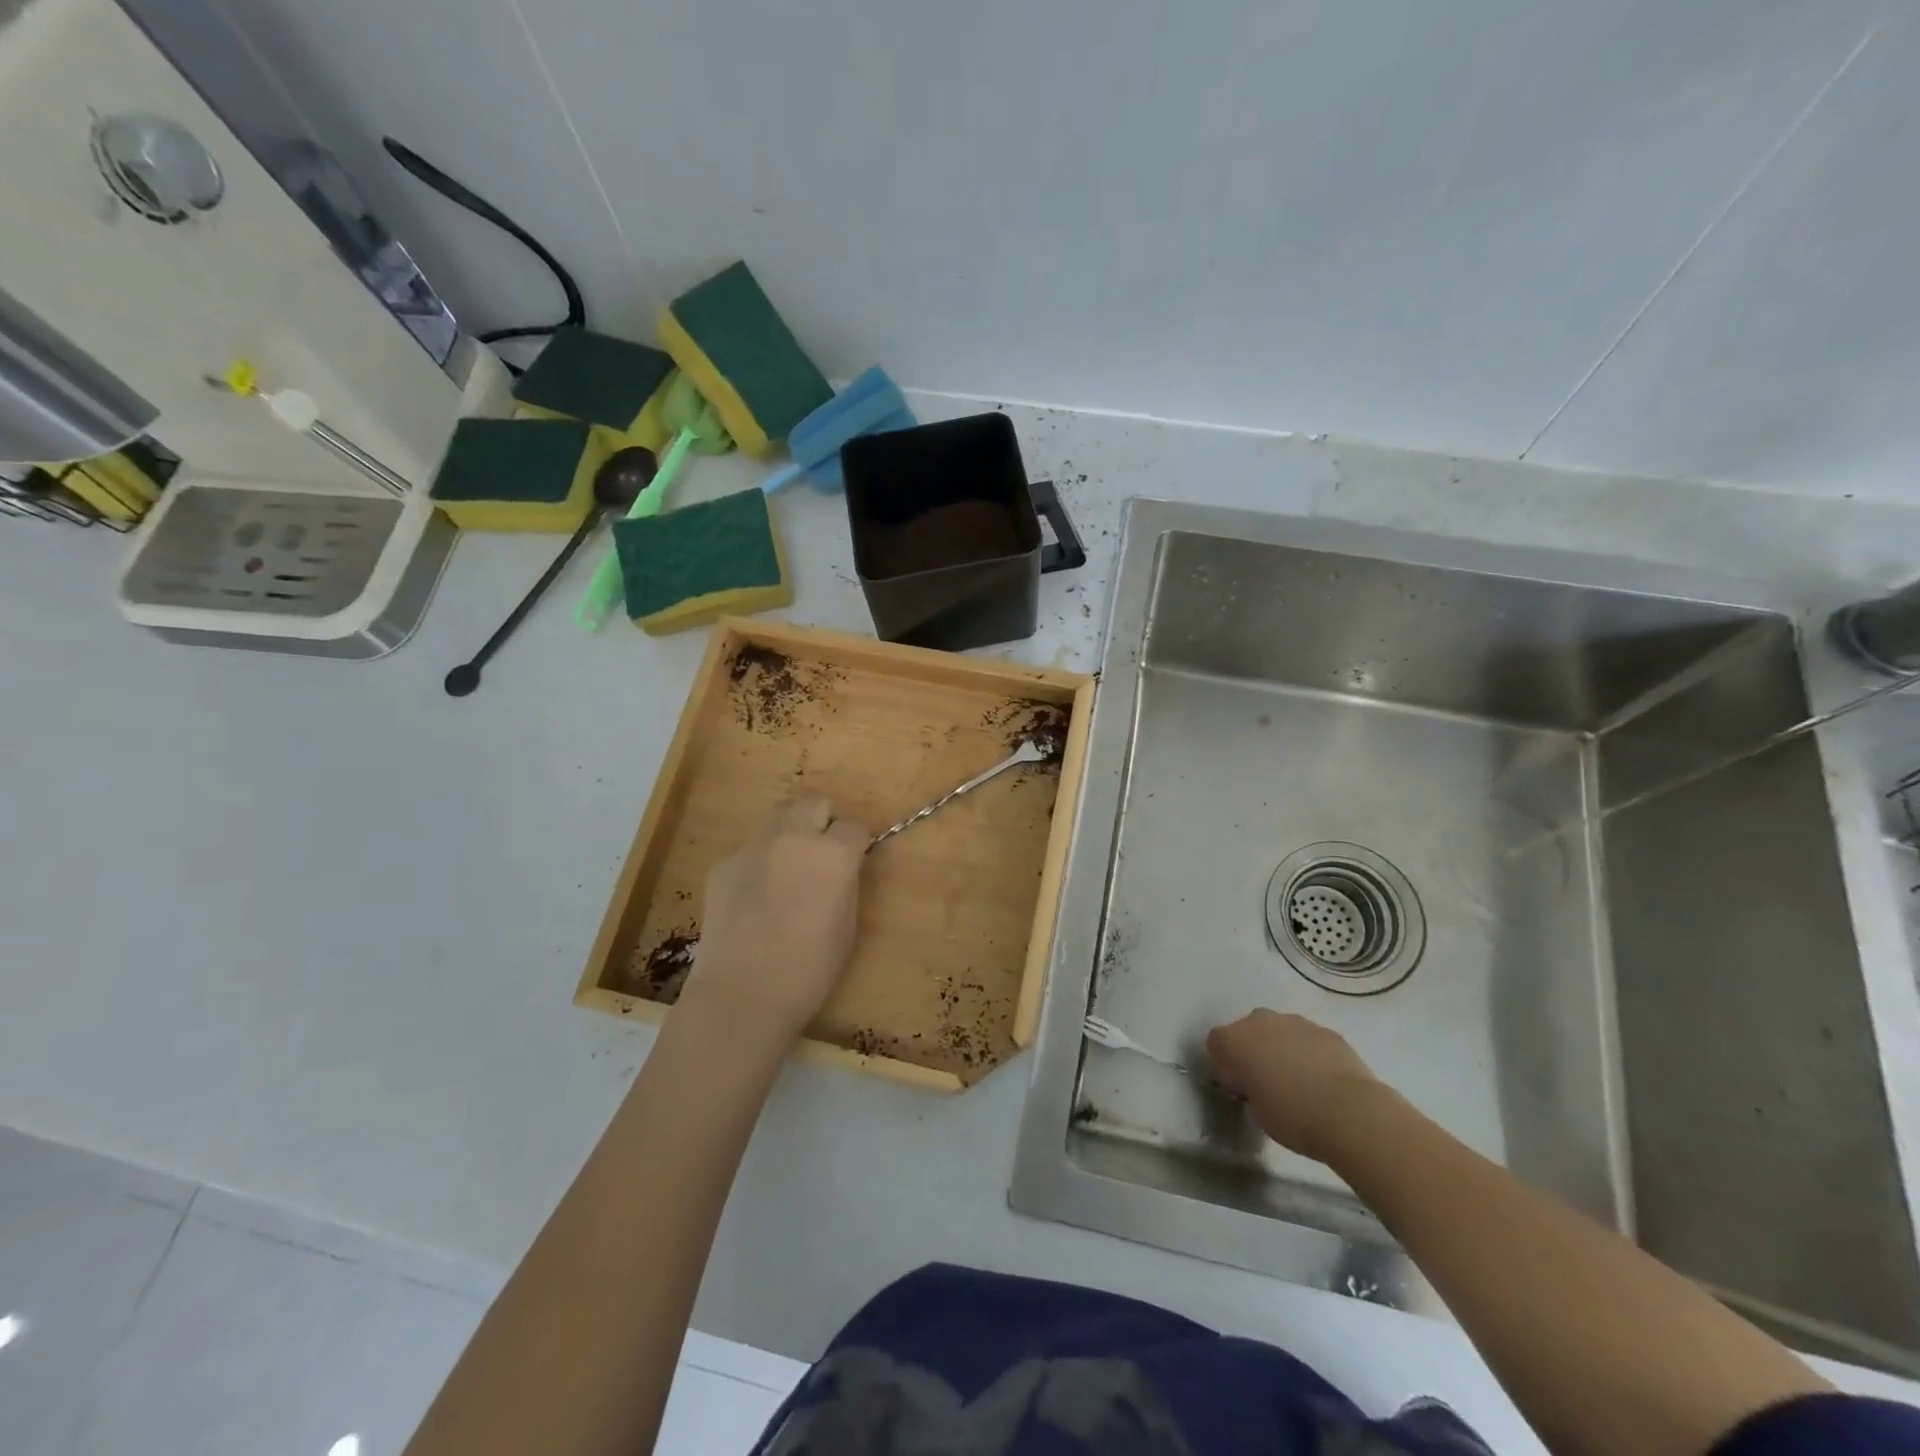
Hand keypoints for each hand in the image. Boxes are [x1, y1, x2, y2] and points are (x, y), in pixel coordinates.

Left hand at [681, 797, 869, 1046]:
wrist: (743, 994)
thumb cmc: (810, 969)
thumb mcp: (848, 925)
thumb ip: (846, 882)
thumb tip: (841, 868)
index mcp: (832, 853)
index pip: (854, 826)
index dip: (857, 843)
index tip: (854, 861)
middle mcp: (793, 837)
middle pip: (813, 802)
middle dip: (822, 821)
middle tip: (821, 854)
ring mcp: (752, 847)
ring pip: (777, 816)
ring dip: (789, 831)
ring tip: (787, 867)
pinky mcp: (723, 864)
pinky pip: (749, 849)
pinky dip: (758, 862)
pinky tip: (755, 897)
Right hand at [1205, 1011, 1384, 1162]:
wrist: (1350, 1113)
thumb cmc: (1293, 1117)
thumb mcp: (1256, 1111)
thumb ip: (1248, 1089)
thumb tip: (1256, 1084)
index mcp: (1234, 1040)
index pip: (1215, 1044)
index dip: (1225, 1066)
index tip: (1239, 1088)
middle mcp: (1259, 1021)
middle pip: (1247, 1030)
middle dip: (1253, 1051)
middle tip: (1266, 1082)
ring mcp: (1295, 1022)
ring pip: (1279, 1031)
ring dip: (1281, 1049)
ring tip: (1299, 1082)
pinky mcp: (1326, 1030)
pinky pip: (1308, 1039)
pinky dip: (1309, 1053)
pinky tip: (1323, 1081)